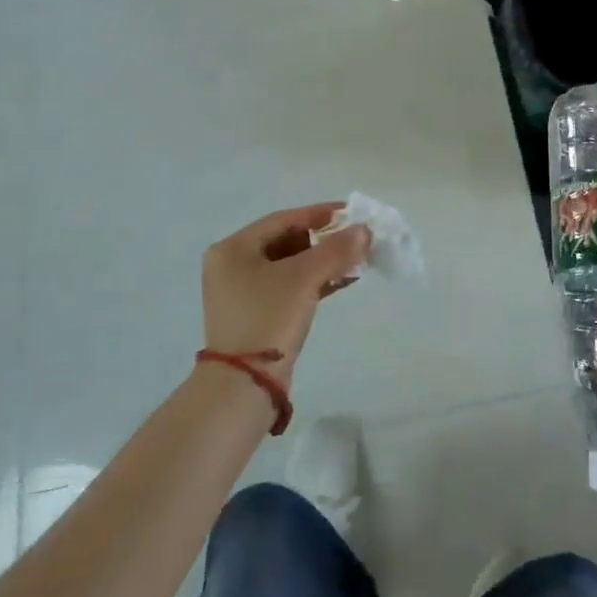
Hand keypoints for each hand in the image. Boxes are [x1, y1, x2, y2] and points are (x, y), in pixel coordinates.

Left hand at [201, 203, 370, 384]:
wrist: (244, 384)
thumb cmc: (268, 318)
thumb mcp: (304, 278)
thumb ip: (335, 250)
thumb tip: (364, 230)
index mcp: (233, 249)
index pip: (283, 220)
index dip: (319, 214)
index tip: (351, 213)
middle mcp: (232, 265)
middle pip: (286, 241)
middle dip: (323, 240)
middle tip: (355, 239)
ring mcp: (242, 292)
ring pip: (289, 265)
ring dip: (322, 262)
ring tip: (355, 260)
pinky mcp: (256, 314)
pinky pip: (288, 286)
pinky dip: (314, 281)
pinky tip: (342, 281)